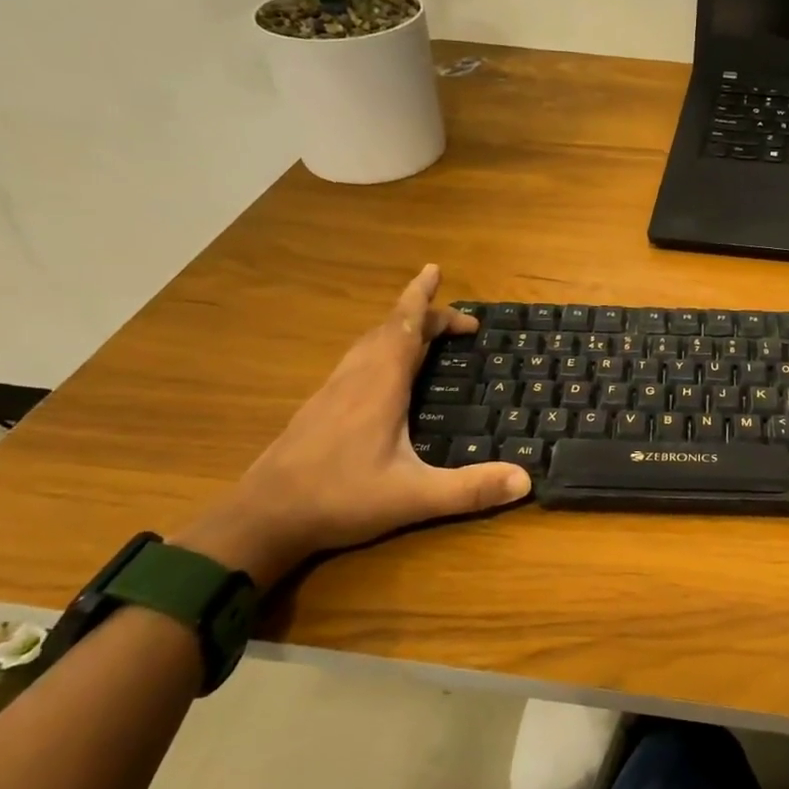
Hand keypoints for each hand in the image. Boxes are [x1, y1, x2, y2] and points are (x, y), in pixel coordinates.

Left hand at [173, 265, 529, 587]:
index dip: (422, 299)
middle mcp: (355, 378)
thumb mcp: (414, 497)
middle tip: (459, 322)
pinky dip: (382, 350)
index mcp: (379, 386)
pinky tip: (386, 374)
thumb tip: (526, 480)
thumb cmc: (339, 499)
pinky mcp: (319, 408)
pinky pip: (357, 361)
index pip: (405, 328)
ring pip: (369, 343)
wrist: (262, 518)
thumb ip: (470, 490)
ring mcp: (332, 392)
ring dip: (400, 330)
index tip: (436, 270)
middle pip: (389, 329)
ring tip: (426, 334)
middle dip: (423, 315)